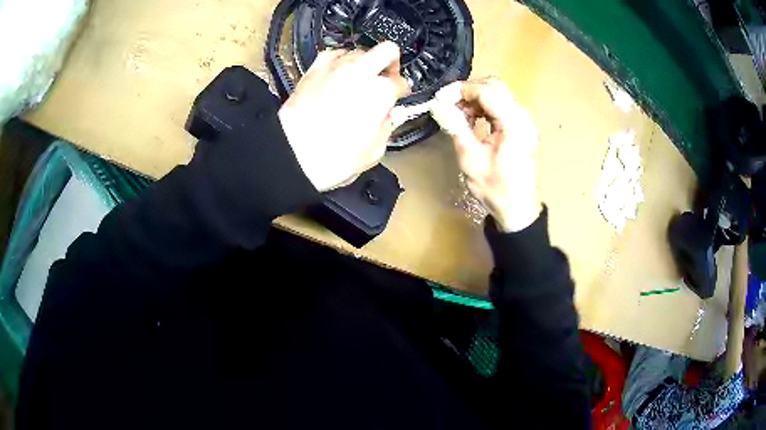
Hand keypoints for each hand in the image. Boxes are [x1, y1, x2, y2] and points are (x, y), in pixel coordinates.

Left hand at [278, 41, 409, 191]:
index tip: (399, 98)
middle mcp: (360, 72)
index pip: (400, 82)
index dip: (401, 91)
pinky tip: (339, 74)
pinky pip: (333, 54)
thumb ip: (388, 126)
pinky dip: (340, 60)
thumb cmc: (333, 158)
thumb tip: (394, 115)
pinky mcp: (314, 70)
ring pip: (360, 50)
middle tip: (387, 77)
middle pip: (387, 50)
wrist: (291, 154)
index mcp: (380, 92)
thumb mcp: (373, 151)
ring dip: (365, 62)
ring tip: (360, 80)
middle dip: (391, 62)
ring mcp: (335, 67)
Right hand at [430, 77, 541, 231]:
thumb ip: (455, 127)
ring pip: (498, 93)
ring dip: (475, 98)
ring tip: (457, 114)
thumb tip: (437, 105)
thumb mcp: (471, 159)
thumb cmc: (495, 188)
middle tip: (448, 104)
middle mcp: (523, 116)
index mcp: (514, 123)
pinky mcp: (522, 126)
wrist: (517, 209)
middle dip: (468, 91)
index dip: (460, 90)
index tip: (440, 98)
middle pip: (494, 86)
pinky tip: (471, 119)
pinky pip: (501, 105)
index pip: (486, 91)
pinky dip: (484, 107)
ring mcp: (524, 120)